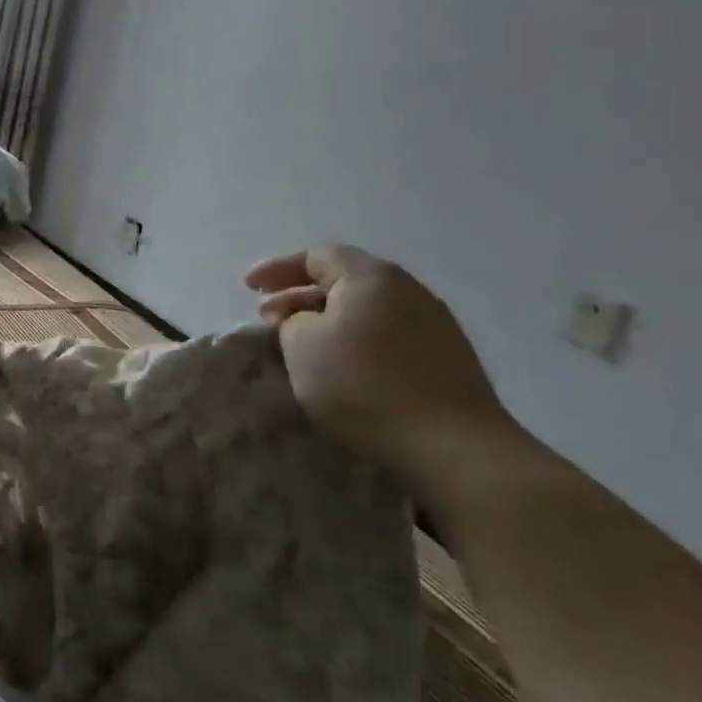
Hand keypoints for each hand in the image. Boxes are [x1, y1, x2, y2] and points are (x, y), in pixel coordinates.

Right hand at [245, 245, 517, 500]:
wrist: (453, 446)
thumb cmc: (363, 385)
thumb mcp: (302, 345)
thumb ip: (291, 320)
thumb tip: (302, 317)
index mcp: (371, 276)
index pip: (316, 255)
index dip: (276, 268)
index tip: (247, 288)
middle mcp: (408, 289)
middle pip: (344, 279)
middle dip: (300, 295)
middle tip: (269, 317)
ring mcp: (435, 324)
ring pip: (367, 308)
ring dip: (329, 320)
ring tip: (302, 344)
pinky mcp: (447, 358)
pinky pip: (388, 333)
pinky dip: (357, 339)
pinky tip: (344, 366)